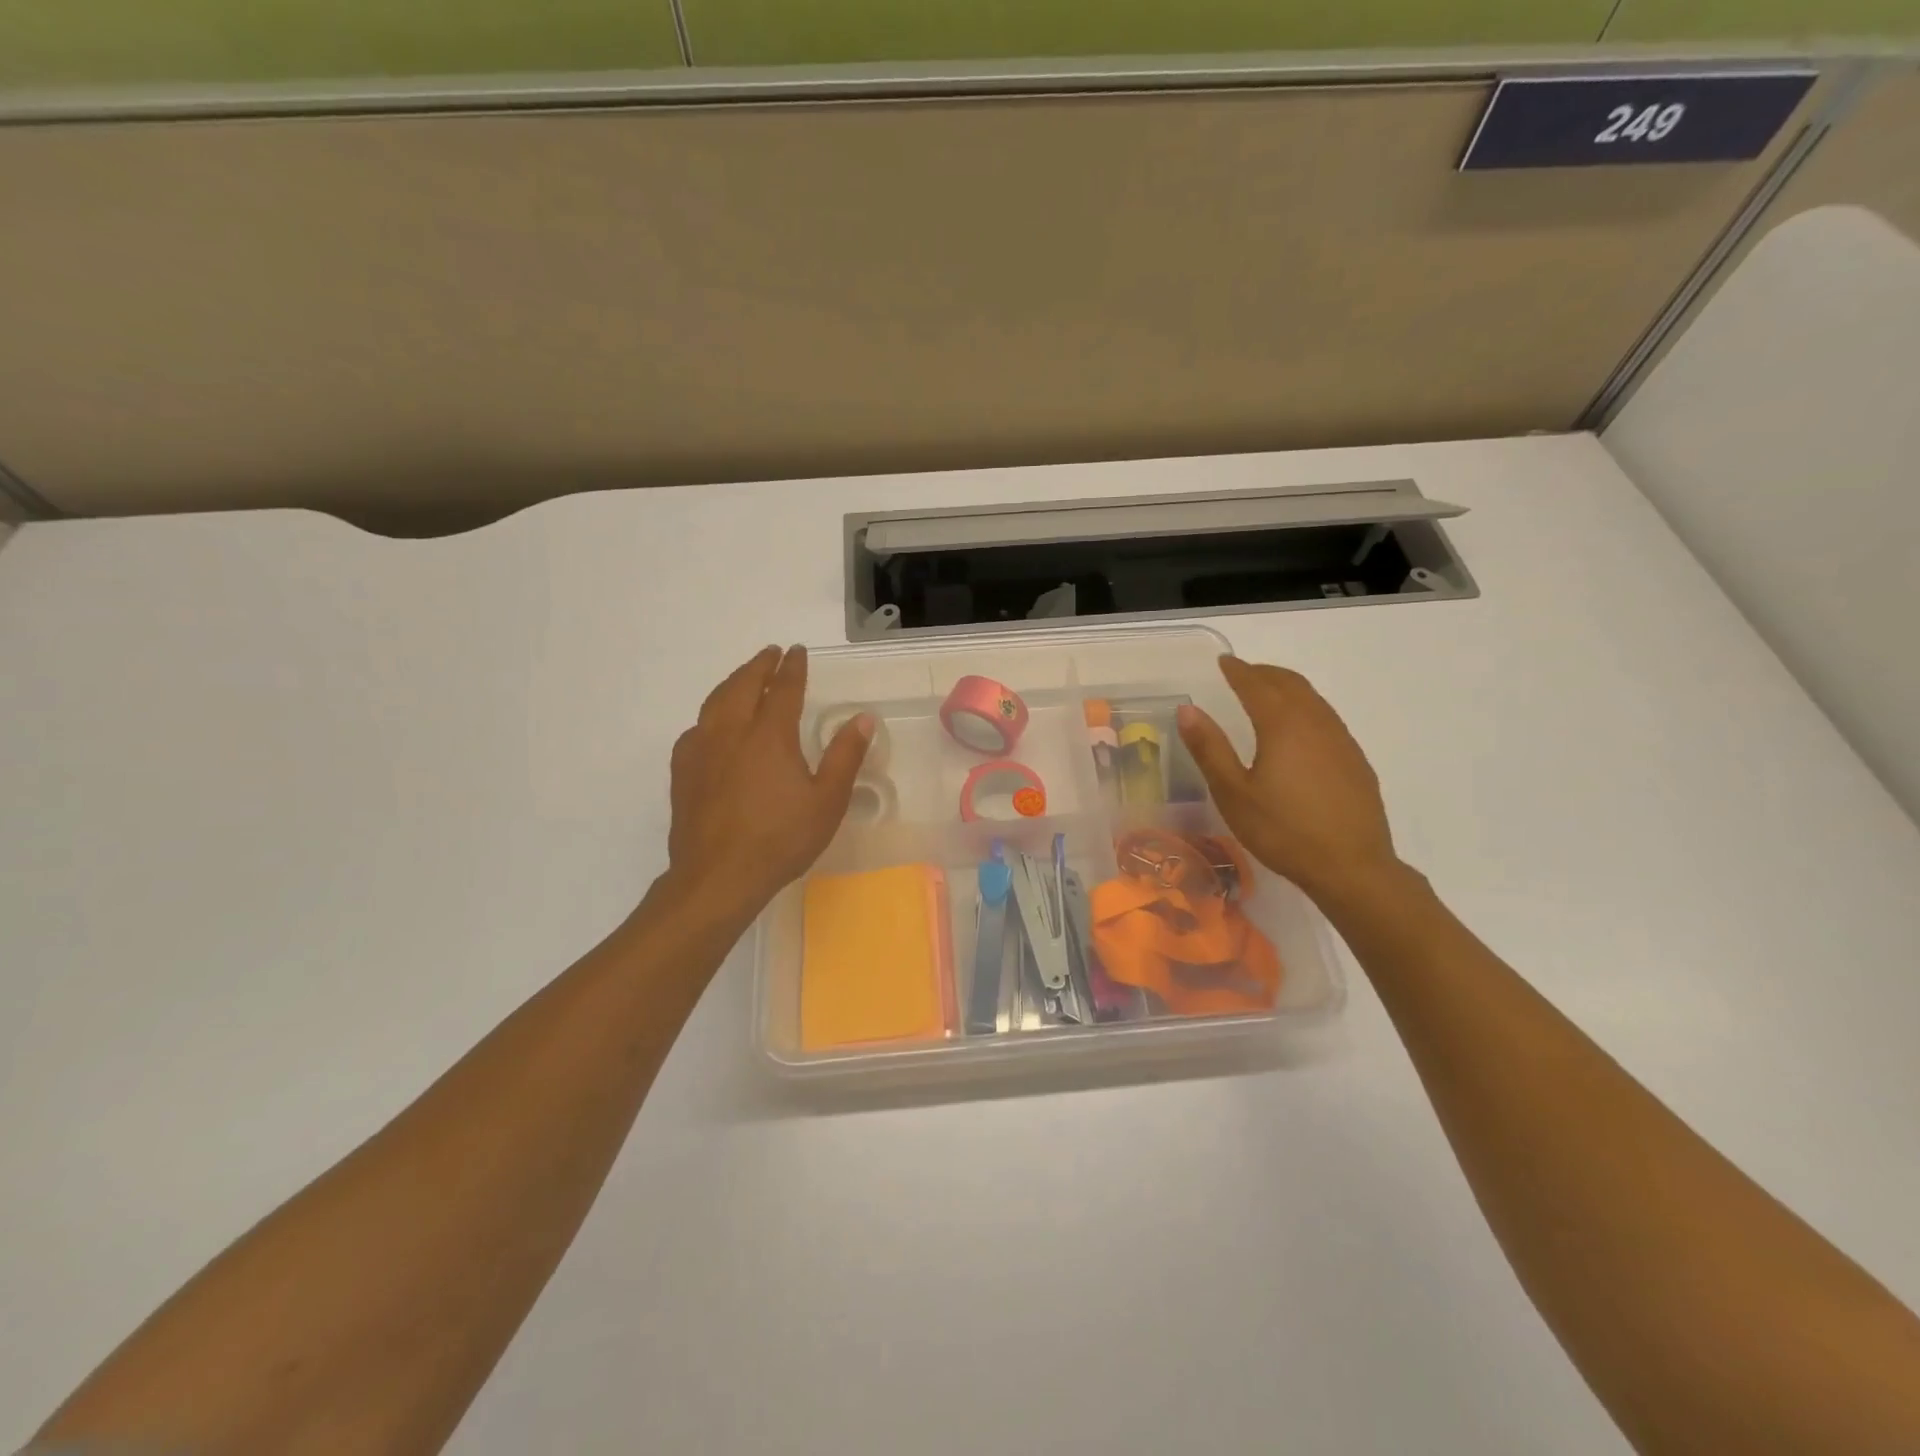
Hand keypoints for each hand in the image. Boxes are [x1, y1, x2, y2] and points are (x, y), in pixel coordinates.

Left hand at [666, 645, 872, 918]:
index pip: (783, 688)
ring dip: (733, 683)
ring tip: (744, 678)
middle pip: (743, 685)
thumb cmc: (780, 839)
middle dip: (759, 665)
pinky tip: (713, 727)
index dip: (793, 667)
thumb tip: (863, 719)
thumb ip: (845, 756)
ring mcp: (701, 750)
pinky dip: (710, 715)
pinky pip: (696, 728)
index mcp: (770, 735)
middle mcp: (731, 731)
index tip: (798, 652)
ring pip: (715, 701)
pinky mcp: (683, 771)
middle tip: (771, 654)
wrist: (717, 877)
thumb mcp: (827, 800)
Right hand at [1176, 657, 1402, 904]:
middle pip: (1289, 684)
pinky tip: (1298, 730)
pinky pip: (1326, 718)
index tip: (1223, 662)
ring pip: (1312, 699)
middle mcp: (1316, 722)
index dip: (1238, 671)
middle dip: (1264, 673)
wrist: (1351, 867)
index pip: (1256, 685)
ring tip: (1267, 693)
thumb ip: (1210, 748)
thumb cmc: (1283, 830)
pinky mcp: (1355, 760)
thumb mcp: (1233, 793)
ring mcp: (1341, 740)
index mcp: (1282, 725)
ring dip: (1287, 688)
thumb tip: (1187, 709)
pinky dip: (1305, 708)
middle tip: (1243, 672)